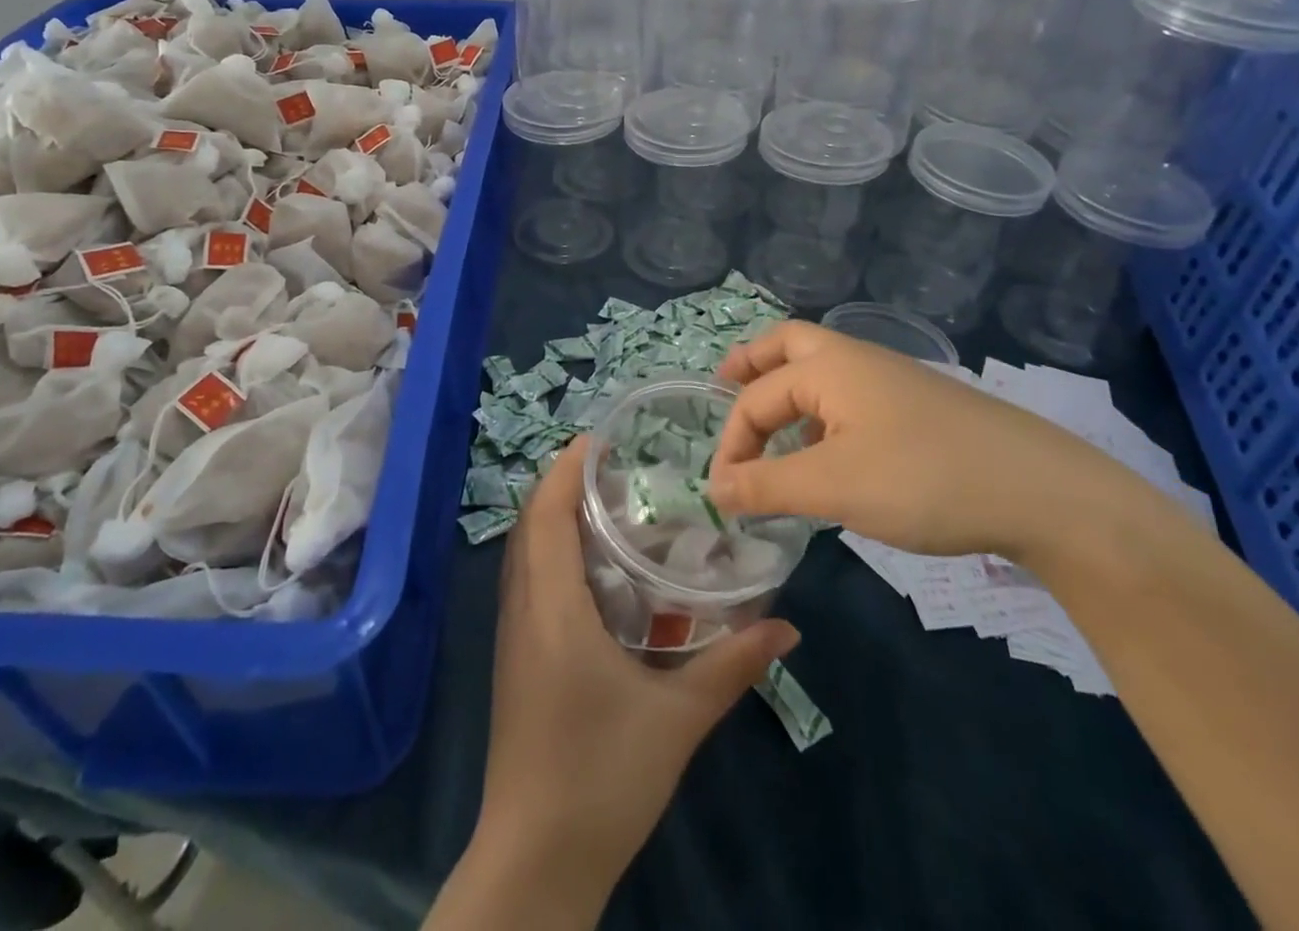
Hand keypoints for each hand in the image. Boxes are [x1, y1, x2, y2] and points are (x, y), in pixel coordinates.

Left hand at [460, 436, 797, 922]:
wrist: (535, 859)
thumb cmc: (602, 777)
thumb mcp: (677, 719)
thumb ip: (731, 664)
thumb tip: (786, 625)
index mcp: (552, 608)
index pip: (548, 514)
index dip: (567, 469)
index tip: (600, 439)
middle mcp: (522, 609)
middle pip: (530, 523)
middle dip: (564, 484)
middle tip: (615, 466)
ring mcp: (512, 635)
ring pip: (524, 551)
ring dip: (554, 517)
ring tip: (608, 503)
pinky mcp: (515, 658)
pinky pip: (526, 581)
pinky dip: (551, 552)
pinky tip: (594, 570)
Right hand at [708, 321, 1136, 561]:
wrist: (1043, 491)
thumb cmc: (923, 479)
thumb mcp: (833, 486)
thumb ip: (766, 485)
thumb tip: (712, 488)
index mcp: (827, 366)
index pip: (754, 397)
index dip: (731, 443)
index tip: (723, 495)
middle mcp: (855, 360)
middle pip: (787, 345)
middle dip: (751, 366)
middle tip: (725, 390)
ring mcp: (892, 380)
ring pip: (822, 372)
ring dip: (787, 392)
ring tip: (774, 437)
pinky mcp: (918, 407)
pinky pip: (851, 397)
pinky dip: (822, 415)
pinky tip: (832, 458)